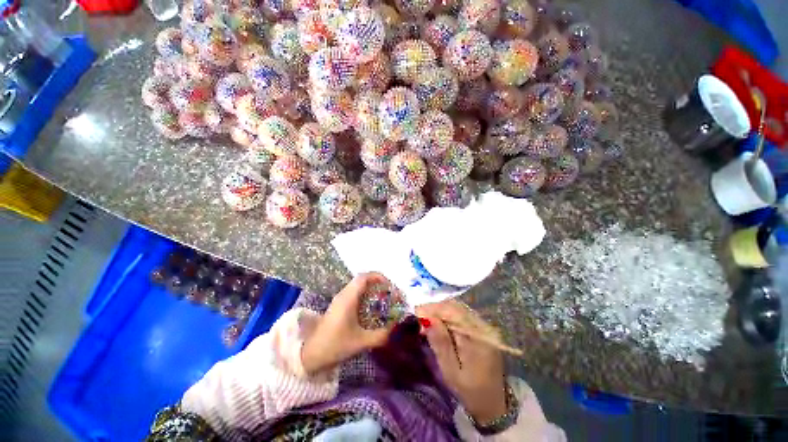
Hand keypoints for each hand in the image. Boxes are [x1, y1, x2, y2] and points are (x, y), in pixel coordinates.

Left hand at [301, 273, 393, 373]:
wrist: (311, 355)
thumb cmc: (335, 345)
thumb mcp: (361, 342)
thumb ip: (380, 336)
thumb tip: (394, 329)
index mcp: (348, 298)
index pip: (364, 277)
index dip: (378, 277)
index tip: (389, 285)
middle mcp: (343, 295)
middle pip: (362, 280)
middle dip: (377, 283)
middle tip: (389, 293)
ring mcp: (339, 299)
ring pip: (358, 286)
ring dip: (371, 289)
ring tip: (382, 300)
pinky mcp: (338, 306)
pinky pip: (354, 293)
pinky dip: (365, 295)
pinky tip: (370, 309)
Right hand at [416, 300, 506, 423]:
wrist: (495, 403)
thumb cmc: (470, 391)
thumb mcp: (451, 370)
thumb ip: (440, 343)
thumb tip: (426, 318)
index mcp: (478, 336)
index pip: (453, 311)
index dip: (433, 308)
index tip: (416, 312)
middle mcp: (483, 326)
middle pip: (455, 307)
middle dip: (435, 309)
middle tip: (419, 318)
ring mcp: (484, 326)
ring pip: (458, 309)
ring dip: (440, 312)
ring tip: (427, 321)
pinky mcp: (482, 328)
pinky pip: (461, 315)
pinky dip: (448, 316)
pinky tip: (439, 324)